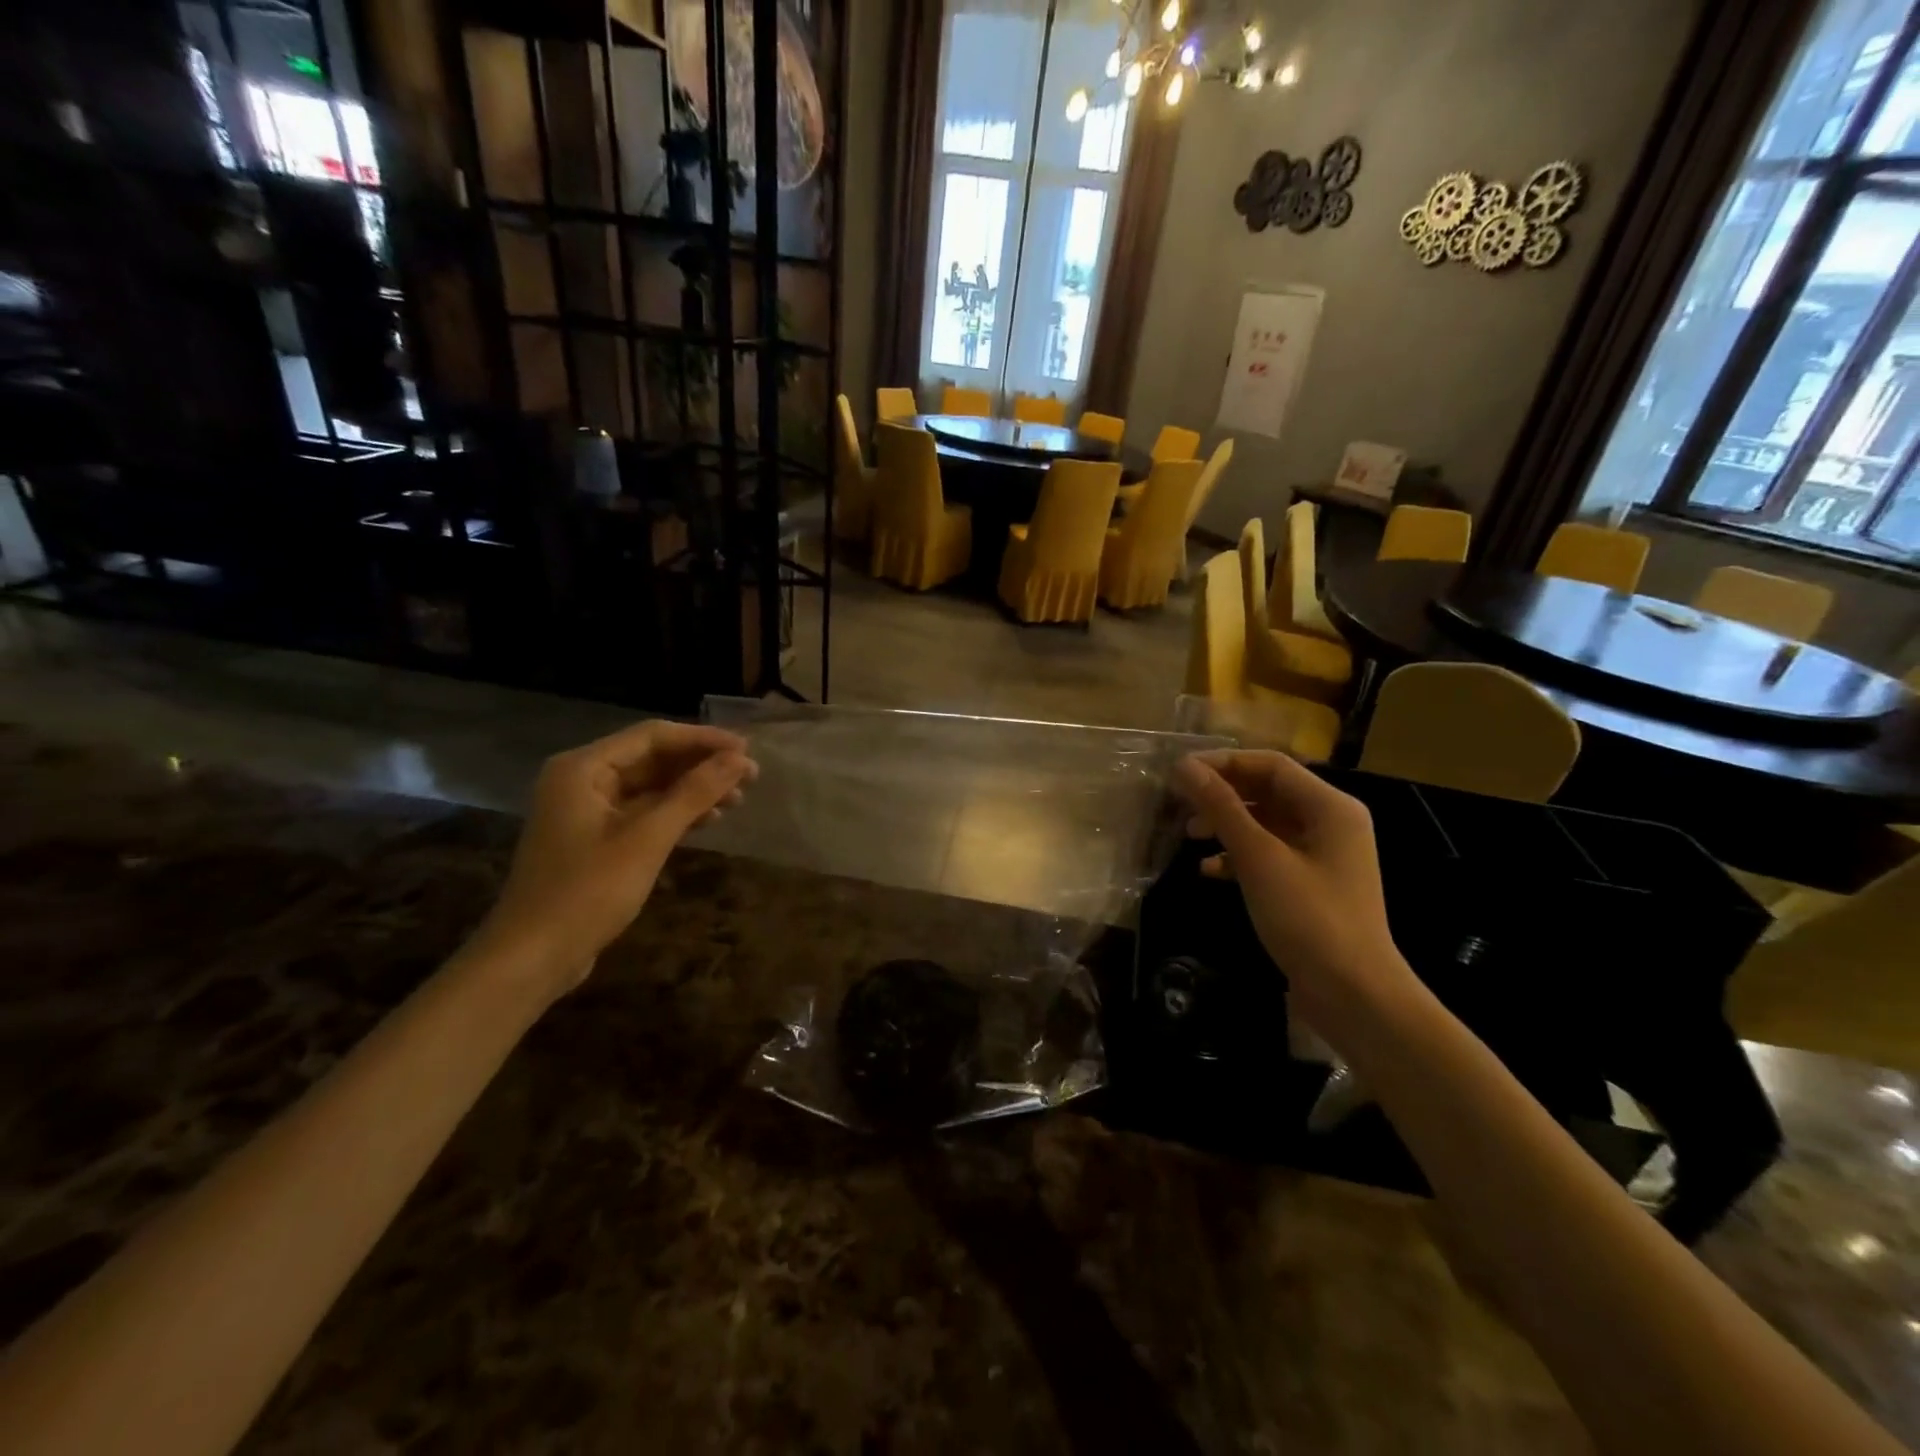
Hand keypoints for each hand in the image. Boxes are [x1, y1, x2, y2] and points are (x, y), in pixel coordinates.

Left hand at [472, 722, 756, 995]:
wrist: (532, 957)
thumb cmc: (587, 892)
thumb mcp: (648, 838)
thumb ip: (694, 793)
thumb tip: (739, 760)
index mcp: (583, 768)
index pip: (653, 736)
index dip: (703, 740)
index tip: (747, 751)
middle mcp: (582, 779)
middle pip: (652, 759)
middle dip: (702, 766)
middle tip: (751, 777)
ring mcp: (587, 810)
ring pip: (651, 787)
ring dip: (693, 790)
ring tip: (738, 800)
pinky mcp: (596, 838)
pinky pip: (643, 811)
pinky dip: (675, 813)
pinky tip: (708, 819)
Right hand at [1172, 750, 1415, 1027]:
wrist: (1354, 996)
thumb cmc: (1309, 918)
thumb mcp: (1259, 858)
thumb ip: (1222, 808)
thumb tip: (1184, 767)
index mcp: (1330, 807)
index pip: (1270, 765)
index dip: (1223, 763)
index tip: (1179, 773)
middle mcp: (1331, 823)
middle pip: (1269, 791)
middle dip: (1223, 795)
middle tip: (1180, 804)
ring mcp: (1322, 856)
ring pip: (1266, 823)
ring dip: (1227, 825)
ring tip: (1189, 835)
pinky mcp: (1311, 885)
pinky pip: (1270, 854)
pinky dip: (1239, 856)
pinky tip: (1209, 870)